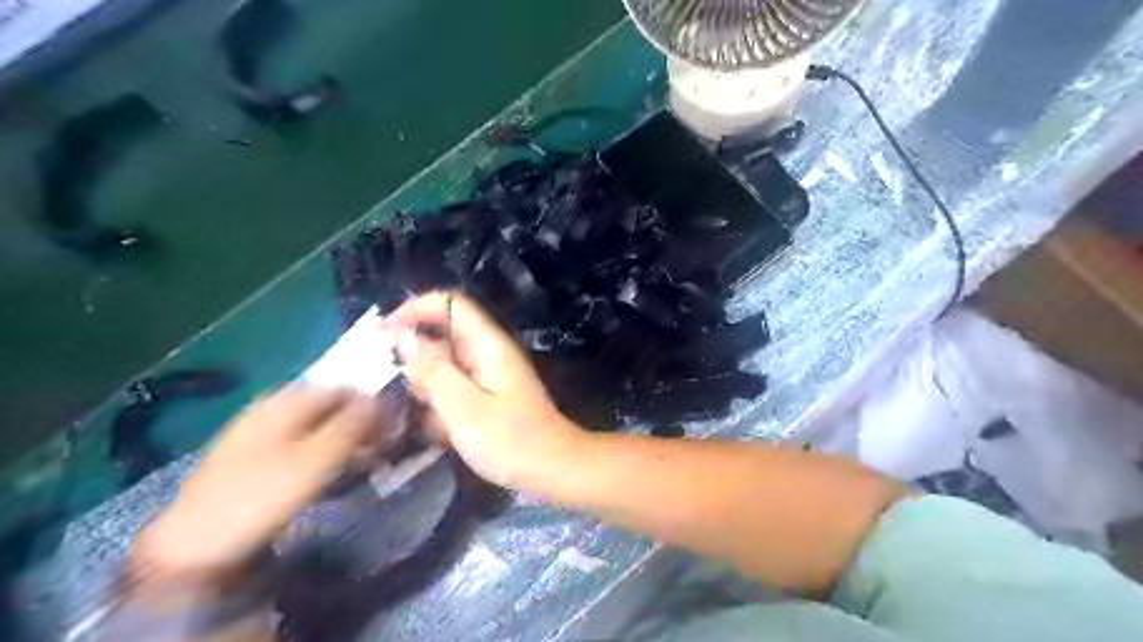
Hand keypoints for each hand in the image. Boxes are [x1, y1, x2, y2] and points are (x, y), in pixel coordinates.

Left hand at [128, 385, 378, 582]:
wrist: (193, 546)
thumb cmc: (261, 495)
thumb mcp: (316, 458)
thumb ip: (353, 425)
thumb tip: (384, 399)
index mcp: (285, 400)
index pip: (344, 389)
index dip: (372, 405)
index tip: (392, 429)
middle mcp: (272, 408)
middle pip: (330, 407)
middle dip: (359, 424)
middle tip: (379, 449)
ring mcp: (259, 433)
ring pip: (317, 427)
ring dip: (344, 442)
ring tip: (360, 464)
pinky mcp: (254, 460)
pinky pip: (301, 446)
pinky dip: (323, 454)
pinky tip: (329, 474)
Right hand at [387, 294, 582, 488]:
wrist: (554, 469)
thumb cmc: (510, 441)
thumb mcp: (464, 408)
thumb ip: (433, 371)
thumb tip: (405, 337)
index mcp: (487, 345)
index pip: (450, 304)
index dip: (415, 310)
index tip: (384, 335)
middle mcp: (488, 353)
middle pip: (444, 335)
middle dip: (414, 355)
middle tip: (391, 387)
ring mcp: (490, 376)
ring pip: (445, 365)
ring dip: (425, 384)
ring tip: (413, 414)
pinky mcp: (489, 397)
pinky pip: (455, 388)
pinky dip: (440, 403)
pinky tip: (434, 430)